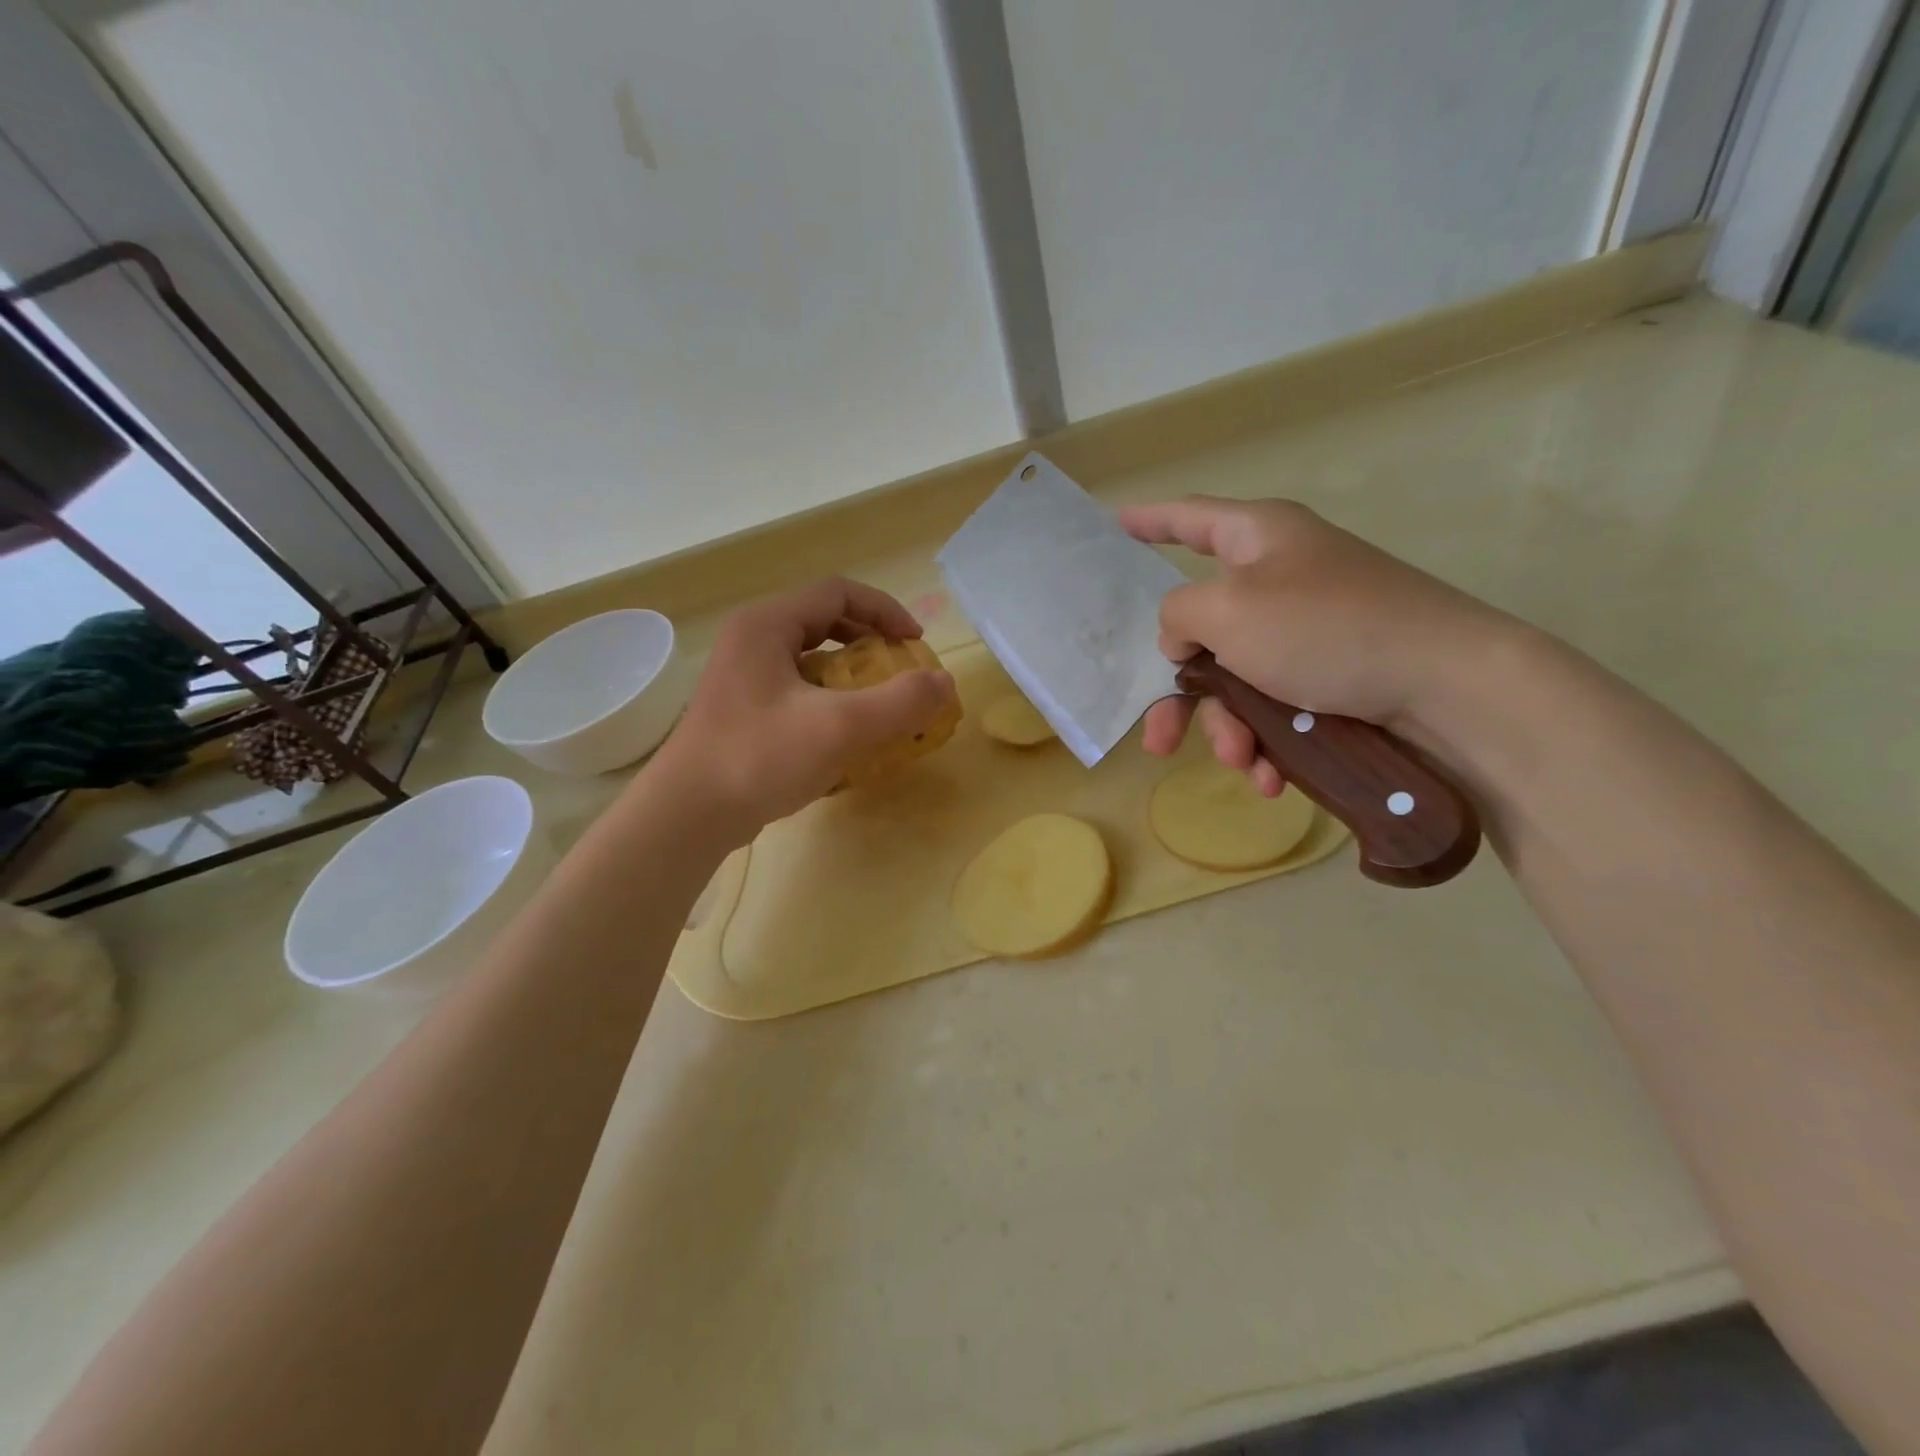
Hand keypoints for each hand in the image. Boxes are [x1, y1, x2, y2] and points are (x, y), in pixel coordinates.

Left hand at [646, 578, 956, 843]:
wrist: (687, 815)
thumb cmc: (760, 758)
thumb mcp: (840, 727)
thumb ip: (900, 702)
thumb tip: (945, 682)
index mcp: (767, 624)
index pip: (837, 592)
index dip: (884, 610)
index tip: (915, 642)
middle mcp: (750, 639)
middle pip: (822, 620)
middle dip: (869, 641)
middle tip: (898, 669)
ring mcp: (741, 676)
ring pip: (808, 657)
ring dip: (850, 672)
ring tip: (876, 701)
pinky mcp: (741, 709)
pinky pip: (795, 687)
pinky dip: (828, 697)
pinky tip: (843, 734)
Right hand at [1118, 497, 1510, 794]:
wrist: (1447, 686)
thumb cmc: (1326, 629)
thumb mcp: (1229, 611)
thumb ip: (1179, 614)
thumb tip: (1183, 637)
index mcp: (1257, 538)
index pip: (1186, 519)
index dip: (1145, 522)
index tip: (1111, 525)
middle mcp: (1279, 578)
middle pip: (1202, 630)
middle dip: (1181, 695)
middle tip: (1157, 741)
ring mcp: (1306, 630)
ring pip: (1237, 681)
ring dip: (1229, 728)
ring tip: (1243, 760)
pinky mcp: (1331, 675)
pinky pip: (1276, 705)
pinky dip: (1267, 740)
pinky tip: (1271, 776)